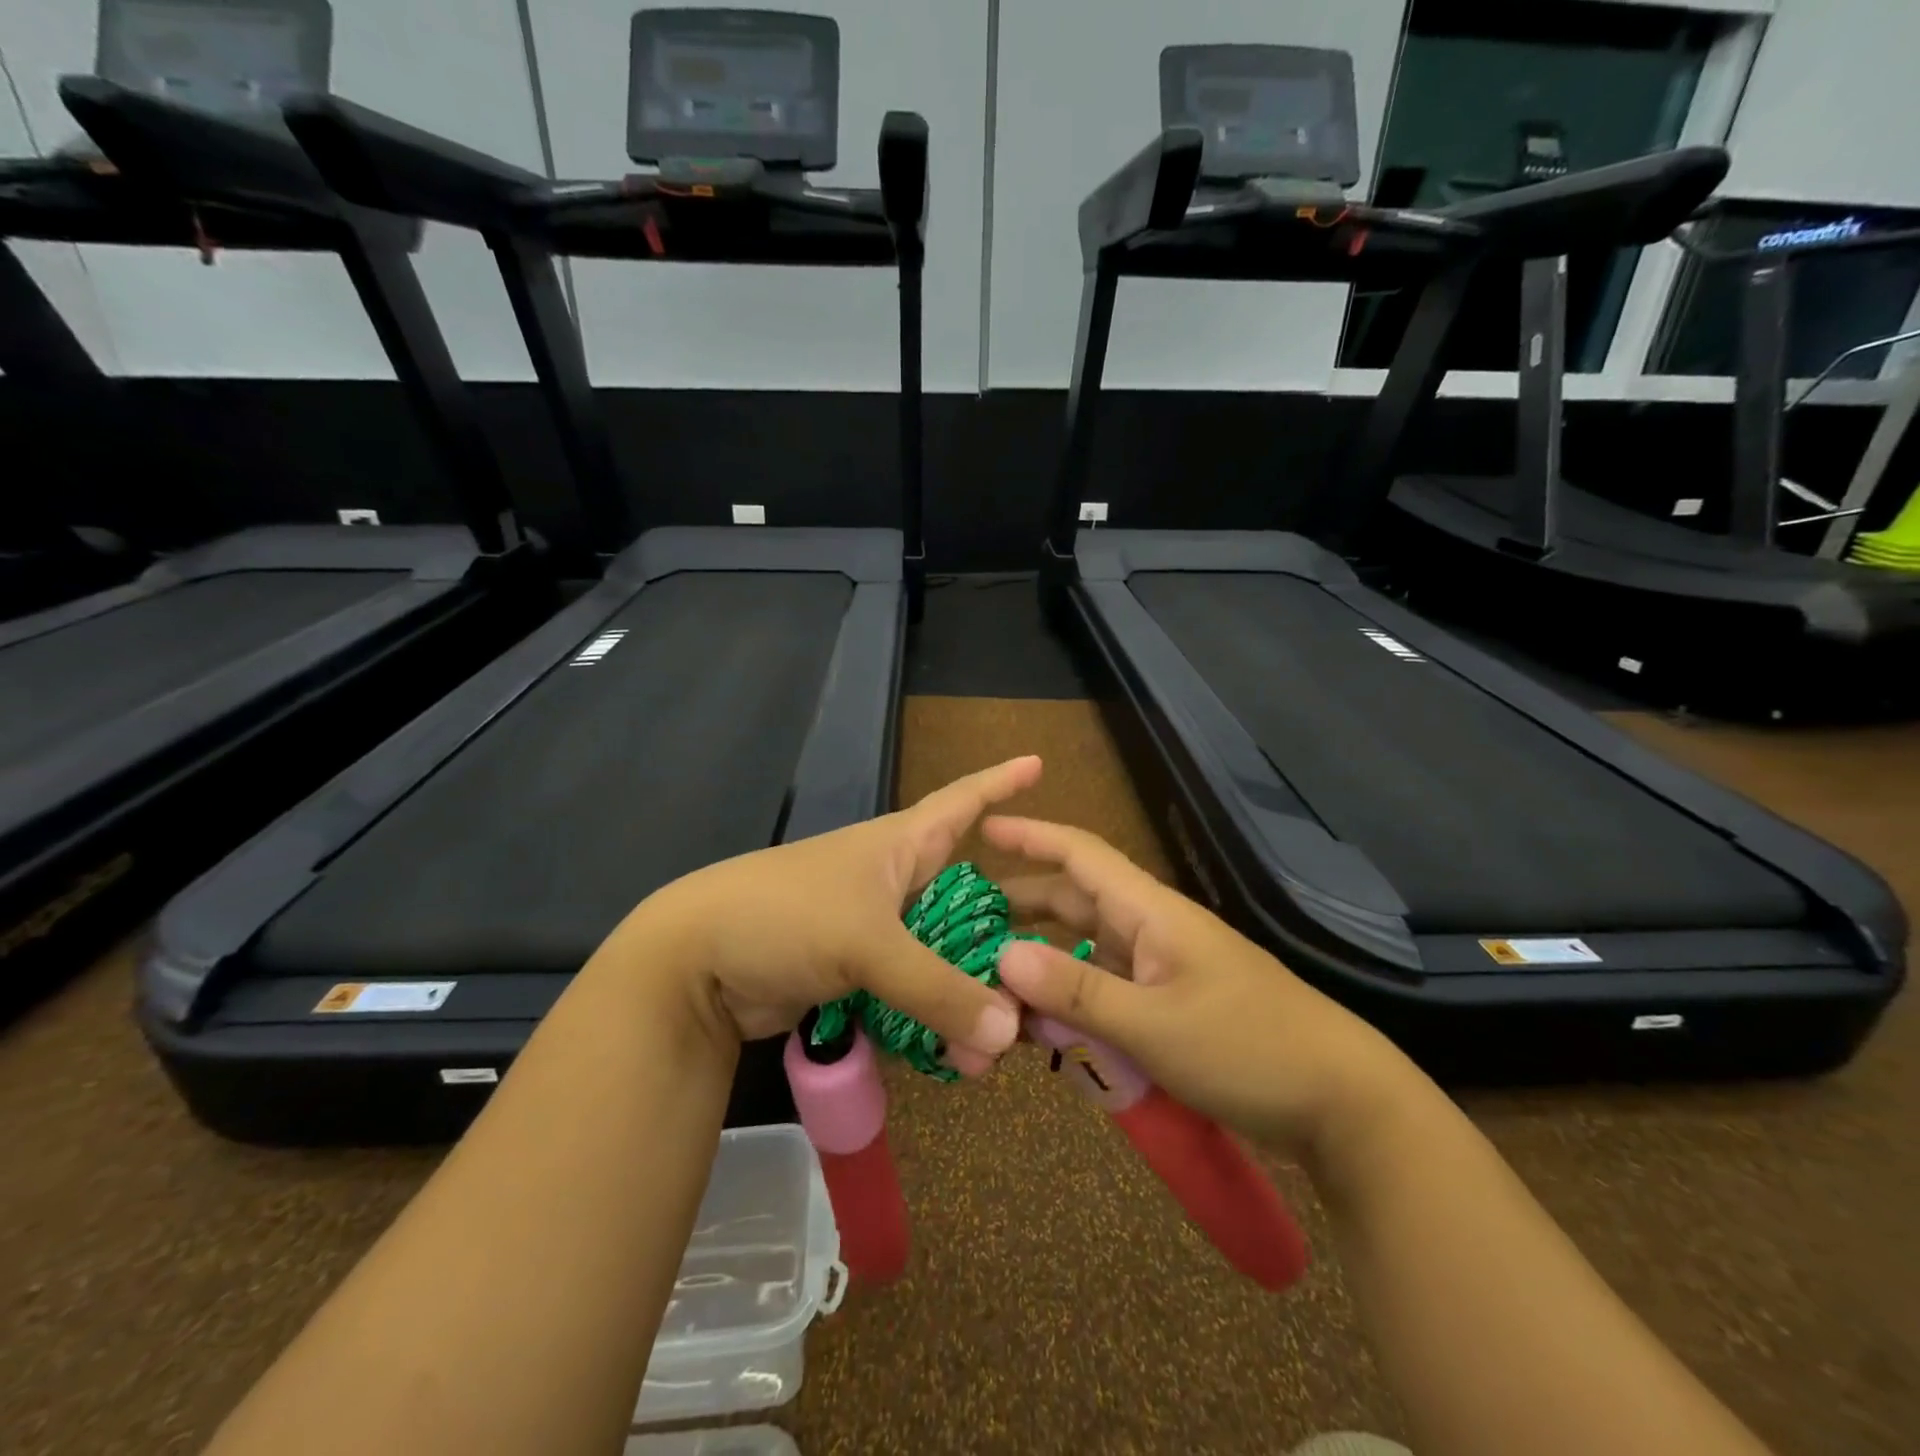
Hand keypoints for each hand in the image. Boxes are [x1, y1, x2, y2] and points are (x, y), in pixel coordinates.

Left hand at [607, 758, 1040, 1073]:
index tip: (1041, 762)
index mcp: (900, 845)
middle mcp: (894, 881)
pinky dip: (936, 1017)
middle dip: (1006, 929)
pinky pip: (912, 991)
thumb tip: (1009, 1035)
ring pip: (942, 954)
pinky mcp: (856, 972)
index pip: (962, 801)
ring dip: (972, 992)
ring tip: (1004, 1042)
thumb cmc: (785, 916)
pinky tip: (959, 1054)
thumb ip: (937, 988)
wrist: (695, 963)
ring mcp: (875, 928)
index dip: (1001, 781)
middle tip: (1052, 961)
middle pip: (967, 897)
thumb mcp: (865, 942)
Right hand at [985, 817, 1422, 1159]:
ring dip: (1044, 959)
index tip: (981, 830)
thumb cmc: (1248, 1048)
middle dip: (1022, 905)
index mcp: (1150, 912)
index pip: (1080, 853)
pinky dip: (1072, 998)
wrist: (1342, 1101)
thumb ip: (1075, 991)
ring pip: (1088, 948)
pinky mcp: (1172, 1003)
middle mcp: (1152, 928)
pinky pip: (1107, 987)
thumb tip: (1001, 956)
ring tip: (995, 977)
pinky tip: (1046, 1025)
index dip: (1030, 836)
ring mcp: (1164, 967)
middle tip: (968, 921)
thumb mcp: (1153, 1025)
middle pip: (1076, 900)